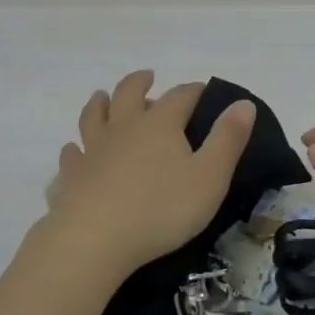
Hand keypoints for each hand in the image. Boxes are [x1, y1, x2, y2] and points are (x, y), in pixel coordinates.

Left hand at [41, 71, 256, 277]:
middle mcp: (123, 127)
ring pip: (93, 116)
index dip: (193, 90)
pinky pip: (71, 155)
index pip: (180, 97)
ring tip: (102, 97)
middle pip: (128, 93)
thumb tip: (243, 103)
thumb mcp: (209, 177)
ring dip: (100, 103)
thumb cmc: (161, 209)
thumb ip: (227, 140)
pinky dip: (74, 148)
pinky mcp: (72, 175)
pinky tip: (74, 150)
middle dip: (140, 82)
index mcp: (159, 125)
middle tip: (147, 76)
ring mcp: (92, 149)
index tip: (203, 89)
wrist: (96, 238)